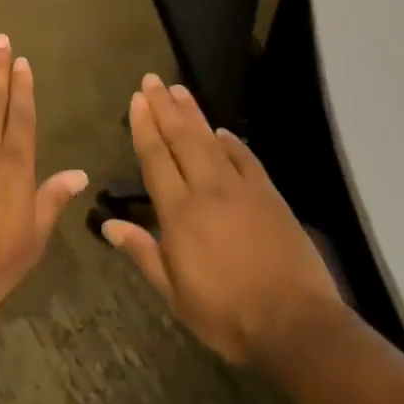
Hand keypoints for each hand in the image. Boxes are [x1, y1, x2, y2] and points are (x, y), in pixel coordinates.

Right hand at [102, 74, 341, 366]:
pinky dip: (232, 142)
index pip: (156, 159)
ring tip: (178, 89)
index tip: (137, 99)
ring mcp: (240, 188)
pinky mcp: (268, 195)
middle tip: (152, 80)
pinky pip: (245, 158)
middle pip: (181, 138)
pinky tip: (223, 131)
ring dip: (192, 113)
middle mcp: (206, 189)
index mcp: (179, 213)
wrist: (296, 324)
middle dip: (164, 106)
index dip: (145, 127)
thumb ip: (143, 254)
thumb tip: (108, 224)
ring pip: (210, 140)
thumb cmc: (228, 315)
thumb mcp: (176, 296)